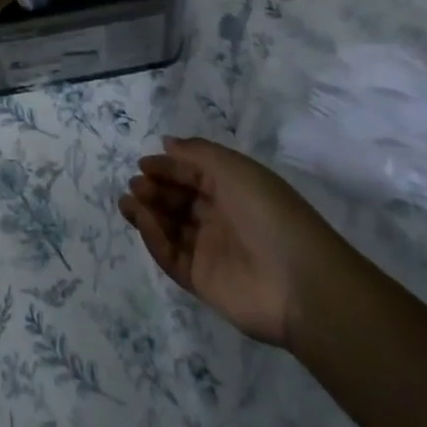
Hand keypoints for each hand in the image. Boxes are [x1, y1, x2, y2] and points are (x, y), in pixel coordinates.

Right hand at [118, 136, 337, 350]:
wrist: (300, 283)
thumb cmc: (268, 212)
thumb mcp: (234, 169)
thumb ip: (197, 153)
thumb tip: (166, 142)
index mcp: (232, 189)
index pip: (192, 173)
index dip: (168, 167)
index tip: (142, 163)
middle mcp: (220, 217)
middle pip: (179, 200)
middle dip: (155, 189)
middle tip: (134, 184)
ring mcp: (211, 251)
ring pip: (172, 228)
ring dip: (148, 213)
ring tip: (126, 202)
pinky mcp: (203, 282)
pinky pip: (173, 257)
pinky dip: (155, 240)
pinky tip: (143, 222)